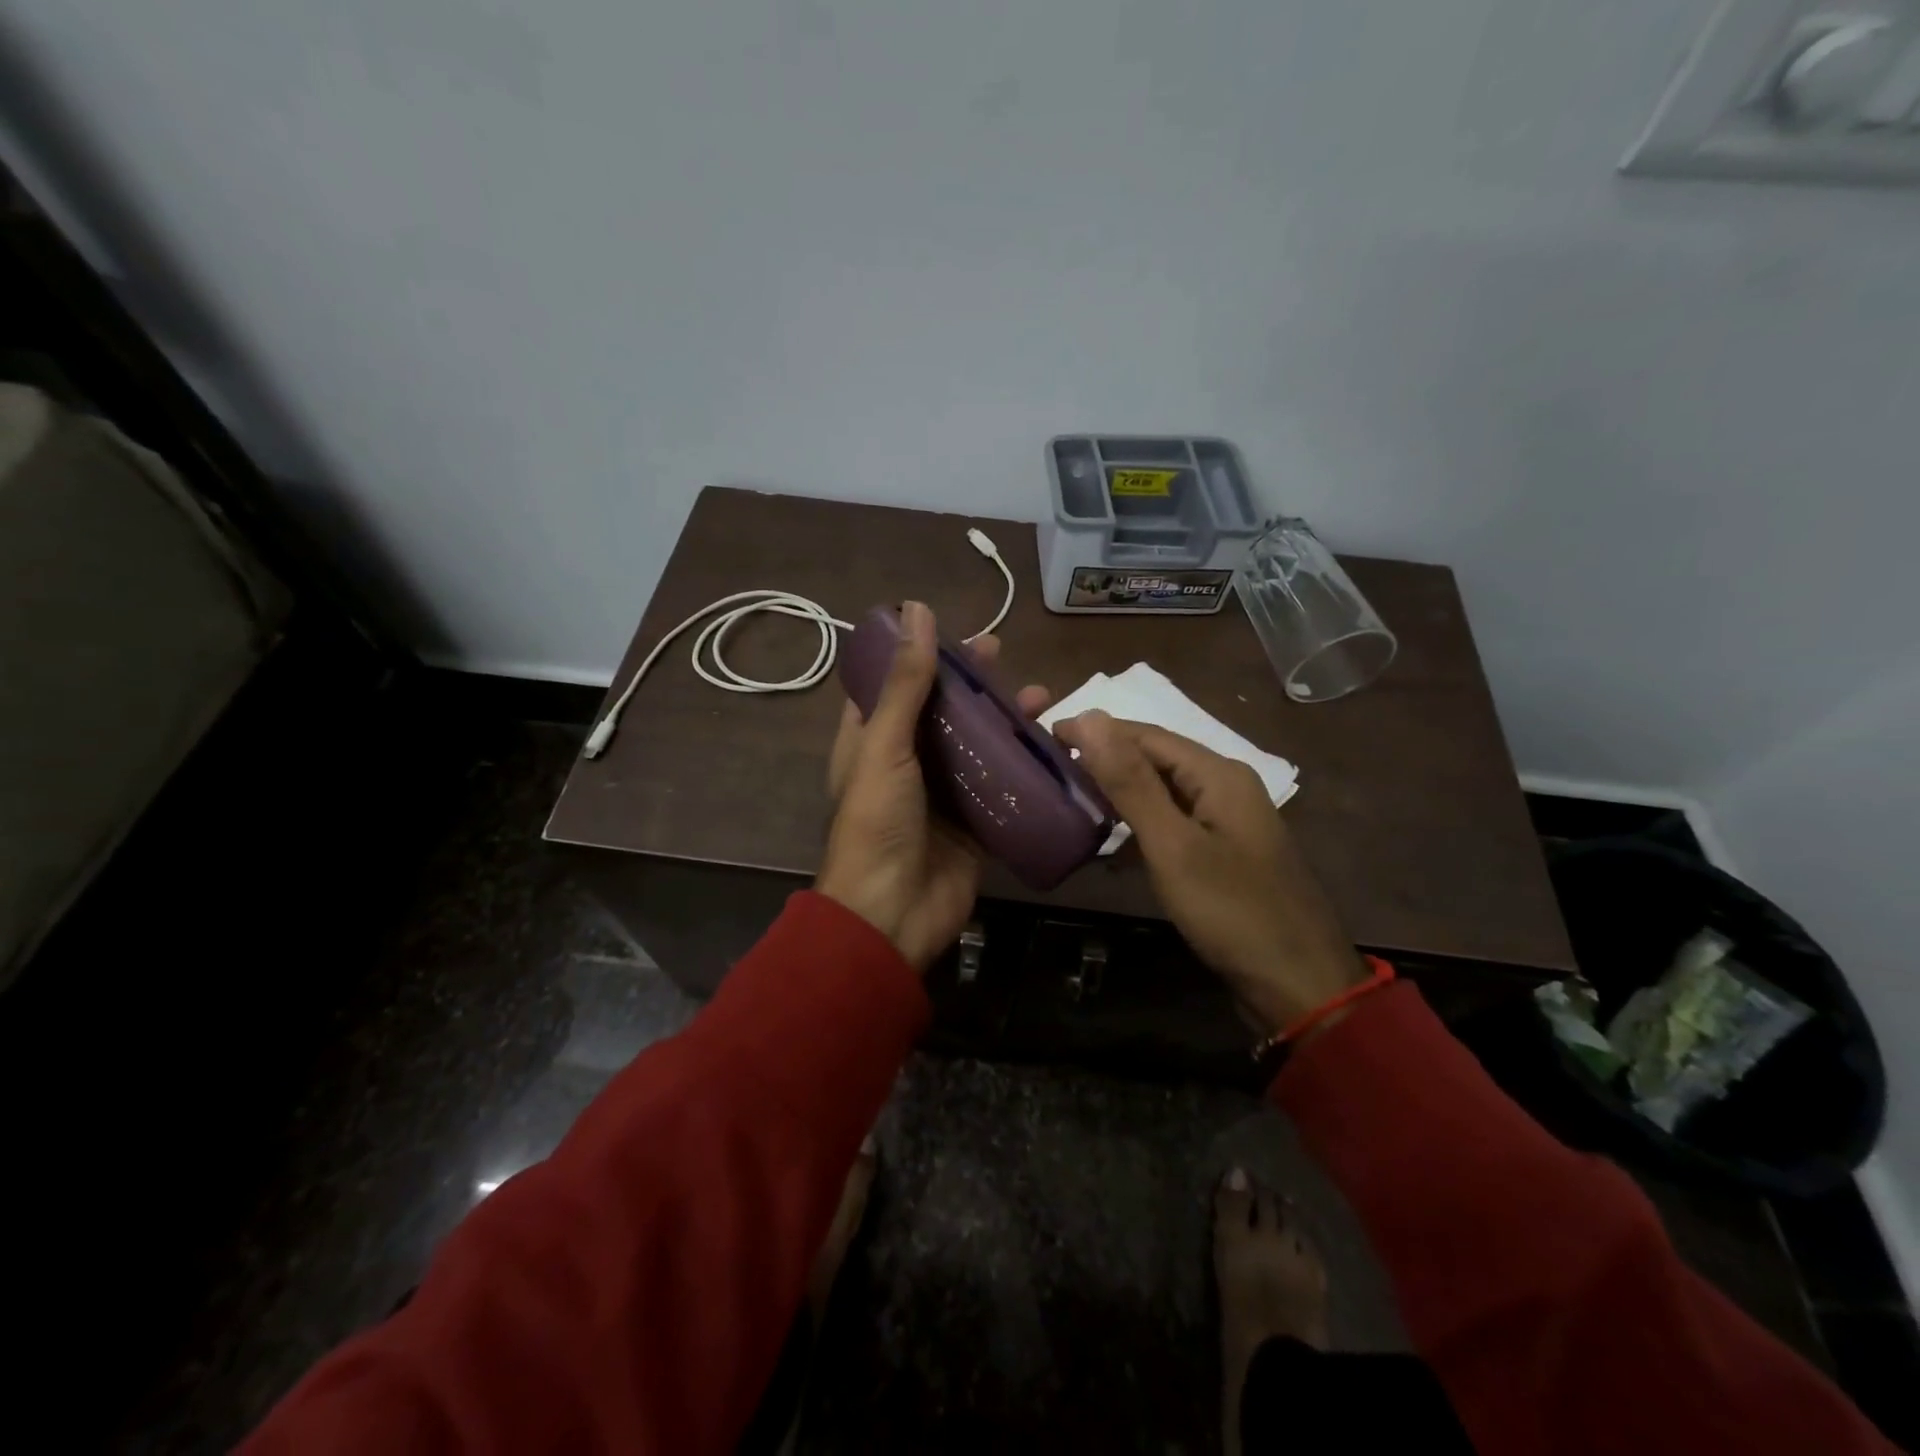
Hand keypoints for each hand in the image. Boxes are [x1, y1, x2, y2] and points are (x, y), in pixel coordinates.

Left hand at [817, 602, 1049, 970]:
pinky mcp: (974, 825)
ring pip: (976, 747)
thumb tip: (917, 611)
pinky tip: (1052, 745)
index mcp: (870, 742)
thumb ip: (906, 683)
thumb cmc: (877, 823)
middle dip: (971, 685)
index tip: (950, 632)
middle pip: (942, 712)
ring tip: (1041, 696)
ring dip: (1004, 721)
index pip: (893, 686)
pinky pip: (1002, 787)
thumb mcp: (885, 745)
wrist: (891, 914)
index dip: (918, 657)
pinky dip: (1024, 765)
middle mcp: (906, 763)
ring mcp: (942, 795)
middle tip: (1002, 656)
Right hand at [1052, 711, 1367, 1035]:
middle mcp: (1226, 786)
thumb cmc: (1232, 910)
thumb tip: (1091, 716)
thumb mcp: (1173, 845)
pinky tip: (1112, 844)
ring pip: (1163, 792)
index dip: (1096, 730)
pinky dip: (1140, 826)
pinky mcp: (1224, 853)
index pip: (1146, 734)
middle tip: (1052, 768)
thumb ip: (1131, 782)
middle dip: (1105, 760)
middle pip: (1156, 759)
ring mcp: (1228, 821)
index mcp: (1218, 774)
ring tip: (1072, 800)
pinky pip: (1173, 823)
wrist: (1299, 985)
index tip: (1046, 736)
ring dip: (1120, 793)